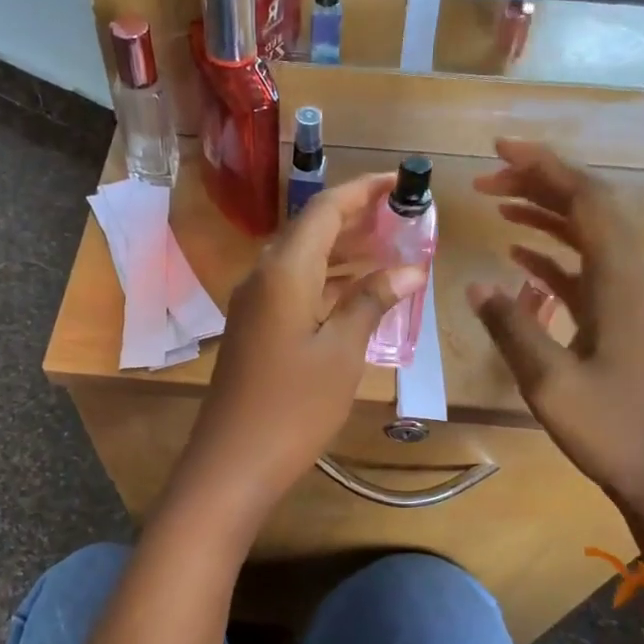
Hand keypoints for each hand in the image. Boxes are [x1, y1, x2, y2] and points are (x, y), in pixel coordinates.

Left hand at [178, 173, 426, 525]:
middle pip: (310, 229)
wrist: (233, 461)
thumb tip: (410, 270)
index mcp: (284, 271)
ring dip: (342, 249)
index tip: (400, 181)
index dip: (363, 191)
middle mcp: (263, 276)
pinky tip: (356, 291)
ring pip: (302, 259)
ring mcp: (254, 303)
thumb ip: (371, 302)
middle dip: (356, 217)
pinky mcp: (254, 327)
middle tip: (402, 216)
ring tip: (389, 247)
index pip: (325, 210)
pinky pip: (293, 286)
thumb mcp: (342, 352)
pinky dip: (326, 280)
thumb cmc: (294, 406)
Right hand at [466, 139, 643, 559]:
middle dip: (540, 185)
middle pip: (589, 211)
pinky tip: (521, 262)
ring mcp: (630, 303)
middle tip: (487, 179)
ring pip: (588, 240)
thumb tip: (476, 285)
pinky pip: (587, 274)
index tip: (500, 150)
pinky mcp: (623, 326)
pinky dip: (553, 259)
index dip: (545, 167)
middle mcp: (631, 279)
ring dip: (546, 218)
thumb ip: (512, 326)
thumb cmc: (612, 430)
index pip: (586, 200)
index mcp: (620, 282)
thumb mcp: (550, 380)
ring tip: (499, 207)